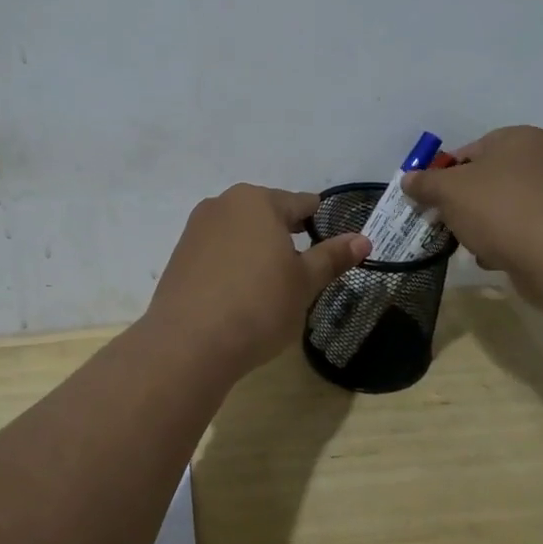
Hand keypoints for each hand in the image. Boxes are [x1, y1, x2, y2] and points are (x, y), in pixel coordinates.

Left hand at [141, 185, 369, 381]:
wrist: (189, 342)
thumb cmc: (258, 305)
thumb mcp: (304, 283)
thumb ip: (332, 257)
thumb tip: (363, 239)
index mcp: (257, 201)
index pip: (301, 204)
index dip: (320, 224)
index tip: (331, 249)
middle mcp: (223, 204)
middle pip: (267, 214)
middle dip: (286, 238)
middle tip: (302, 273)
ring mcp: (196, 229)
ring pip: (240, 233)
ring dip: (258, 250)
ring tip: (270, 287)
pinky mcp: (179, 256)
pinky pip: (217, 252)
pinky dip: (232, 265)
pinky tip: (238, 295)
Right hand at [401, 126, 542, 306]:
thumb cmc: (501, 210)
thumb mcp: (449, 191)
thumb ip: (425, 183)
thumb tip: (409, 179)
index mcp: (519, 137)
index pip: (468, 152)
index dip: (443, 177)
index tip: (431, 202)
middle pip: (487, 180)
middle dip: (464, 204)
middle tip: (448, 225)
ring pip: (505, 207)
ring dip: (485, 225)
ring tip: (474, 246)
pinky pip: (526, 228)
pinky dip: (509, 241)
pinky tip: (498, 257)